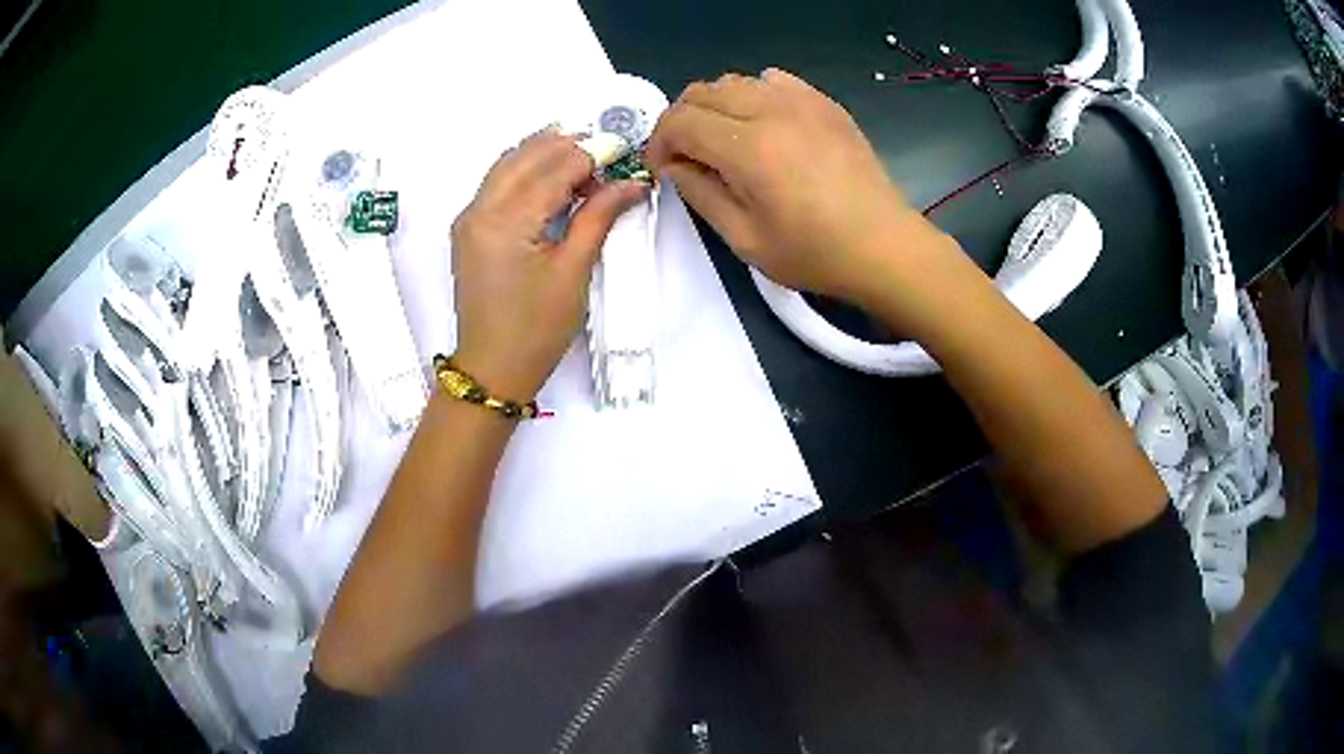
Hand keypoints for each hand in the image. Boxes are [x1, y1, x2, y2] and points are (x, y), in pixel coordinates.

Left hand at [450, 129, 648, 399]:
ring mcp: (468, 218)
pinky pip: (496, 182)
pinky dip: (524, 169)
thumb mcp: (573, 271)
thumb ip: (598, 217)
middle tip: (606, 152)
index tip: (624, 152)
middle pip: (526, 156)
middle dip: (567, 146)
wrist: (493, 368)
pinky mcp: (468, 229)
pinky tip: (549, 173)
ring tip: (582, 156)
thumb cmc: (537, 329)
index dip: (592, 156)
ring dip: (543, 152)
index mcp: (507, 221)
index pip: (554, 169)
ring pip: (507, 163)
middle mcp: (480, 209)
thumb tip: (630, 182)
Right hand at [645, 69, 955, 311]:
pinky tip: (763, 123)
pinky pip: (774, 80)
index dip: (659, 143)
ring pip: (735, 81)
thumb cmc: (815, 253)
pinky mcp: (825, 103)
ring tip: (722, 140)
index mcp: (749, 147)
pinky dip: (754, 94)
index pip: (680, 121)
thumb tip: (674, 167)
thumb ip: (700, 195)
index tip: (663, 170)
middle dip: (681, 121)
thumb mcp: (745, 239)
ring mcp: (803, 101)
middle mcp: (772, 110)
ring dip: (715, 106)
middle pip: (702, 92)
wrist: (885, 246)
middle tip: (687, 155)